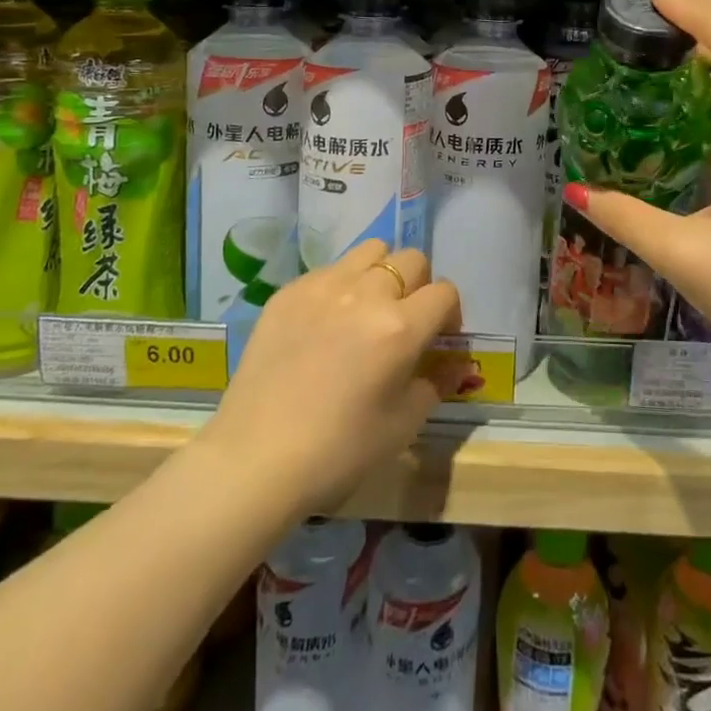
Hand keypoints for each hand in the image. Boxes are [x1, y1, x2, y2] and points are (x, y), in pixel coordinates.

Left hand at [204, 240, 467, 515]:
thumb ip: (436, 382)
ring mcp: (323, 286)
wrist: (255, 459)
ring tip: (368, 308)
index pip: (444, 292)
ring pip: (371, 251)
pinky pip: (329, 269)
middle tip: (405, 320)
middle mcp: (366, 293)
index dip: (450, 314)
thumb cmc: (339, 451)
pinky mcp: (289, 291)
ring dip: (381, 273)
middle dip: (419, 286)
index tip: (439, 338)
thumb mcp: (403, 424)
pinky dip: (340, 286)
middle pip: (411, 260)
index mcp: (400, 327)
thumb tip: (455, 362)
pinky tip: (325, 323)